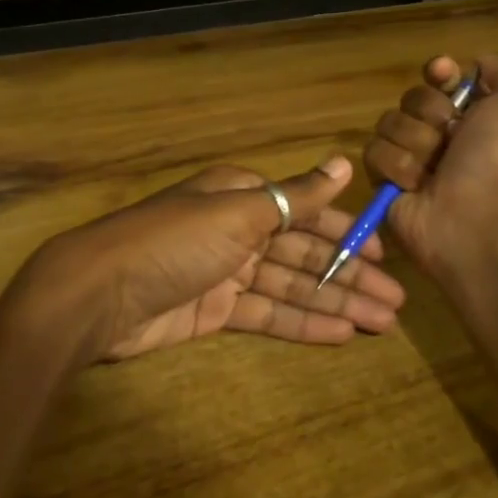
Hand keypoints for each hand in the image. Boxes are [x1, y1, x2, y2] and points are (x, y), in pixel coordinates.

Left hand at [20, 156, 405, 360]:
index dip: (347, 232)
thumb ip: (296, 196)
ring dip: (335, 302)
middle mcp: (238, 229)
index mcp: (243, 195)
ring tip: (381, 323)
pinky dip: (302, 323)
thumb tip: (344, 163)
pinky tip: (340, 334)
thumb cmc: (175, 240)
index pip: (306, 211)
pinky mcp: (215, 311)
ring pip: (291, 287)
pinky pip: (268, 314)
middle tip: (396, 302)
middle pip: (304, 253)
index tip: (384, 253)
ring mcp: (227, 272)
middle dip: (349, 275)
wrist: (100, 293)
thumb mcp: (240, 211)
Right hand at [363, 54, 497, 277]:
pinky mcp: (385, 181)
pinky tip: (417, 186)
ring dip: (415, 143)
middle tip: (452, 138)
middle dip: (430, 113)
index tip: (444, 75)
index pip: (441, 77)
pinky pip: (374, 152)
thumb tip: (478, 66)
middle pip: (413, 97)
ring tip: (435, 170)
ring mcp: (412, 158)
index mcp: (475, 114)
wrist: (476, 216)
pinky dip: (398, 168)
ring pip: (389, 123)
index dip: (440, 72)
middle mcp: (443, 134)